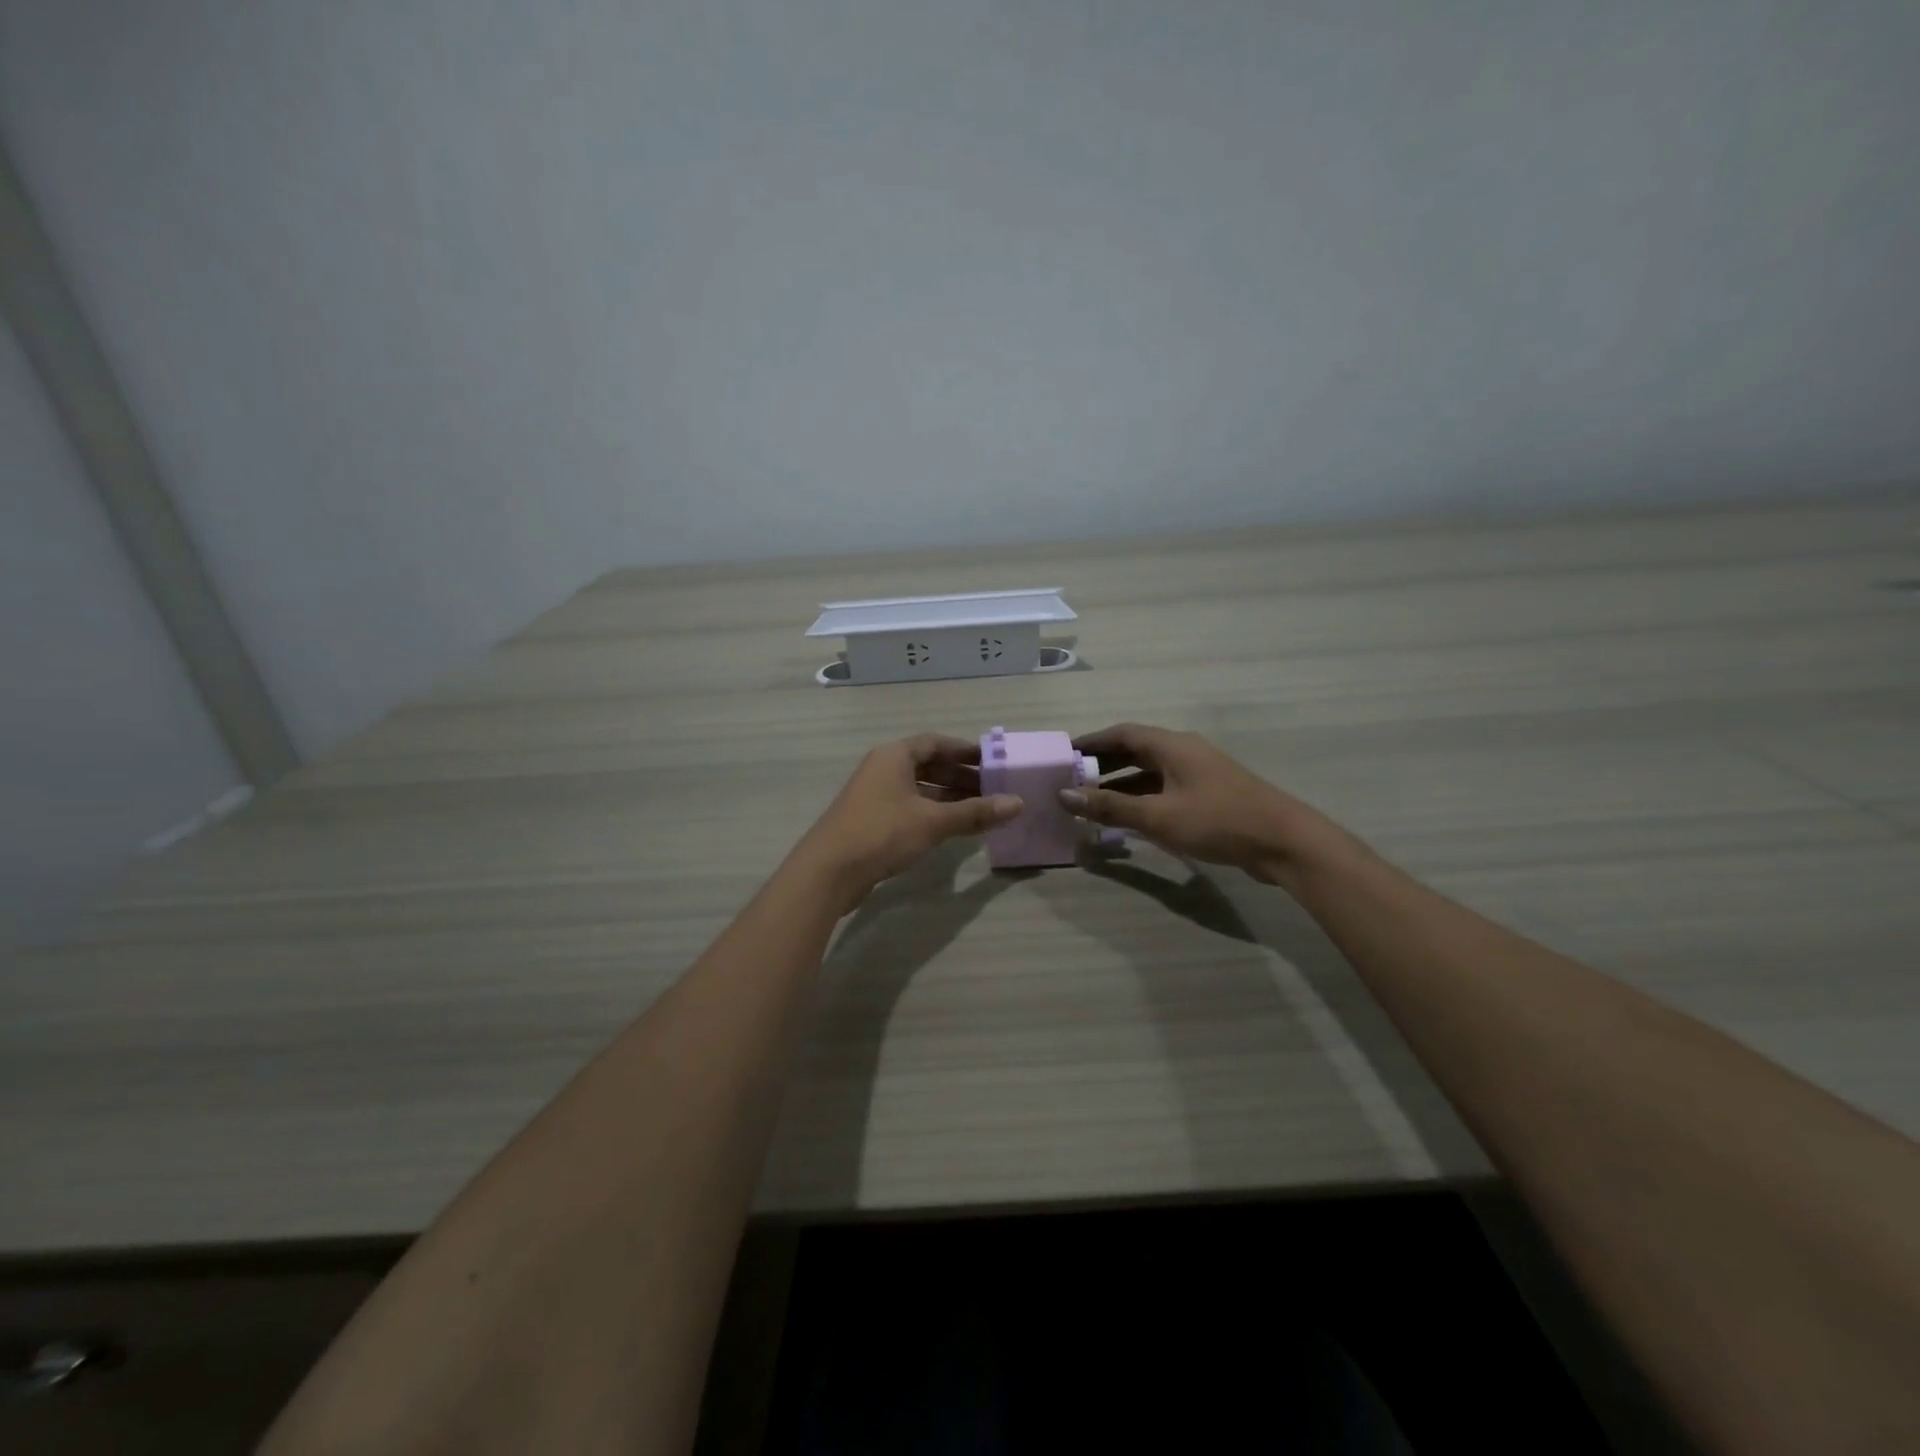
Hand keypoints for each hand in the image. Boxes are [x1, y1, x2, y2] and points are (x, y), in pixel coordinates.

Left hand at [794, 734, 1021, 913]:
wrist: (828, 871)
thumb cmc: (882, 833)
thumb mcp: (933, 822)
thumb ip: (975, 812)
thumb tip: (1018, 803)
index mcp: (894, 756)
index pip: (936, 742)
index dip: (965, 750)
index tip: (992, 761)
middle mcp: (883, 769)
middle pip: (928, 765)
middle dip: (961, 777)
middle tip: (994, 790)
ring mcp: (875, 795)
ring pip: (920, 789)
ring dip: (949, 798)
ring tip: (981, 811)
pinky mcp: (871, 820)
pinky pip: (910, 807)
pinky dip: (933, 813)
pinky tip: (954, 829)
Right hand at [1058, 723, 1356, 890]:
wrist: (1283, 842)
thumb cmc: (1217, 820)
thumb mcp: (1158, 816)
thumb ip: (1110, 806)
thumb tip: (1064, 795)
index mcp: (1172, 746)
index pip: (1122, 733)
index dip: (1091, 742)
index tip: (1064, 753)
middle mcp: (1184, 752)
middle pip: (1135, 750)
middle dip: (1103, 764)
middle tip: (1072, 779)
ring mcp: (1199, 773)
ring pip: (1150, 772)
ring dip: (1121, 784)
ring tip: (1093, 801)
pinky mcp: (1209, 795)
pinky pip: (1165, 789)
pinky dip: (1142, 798)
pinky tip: (1129, 818)